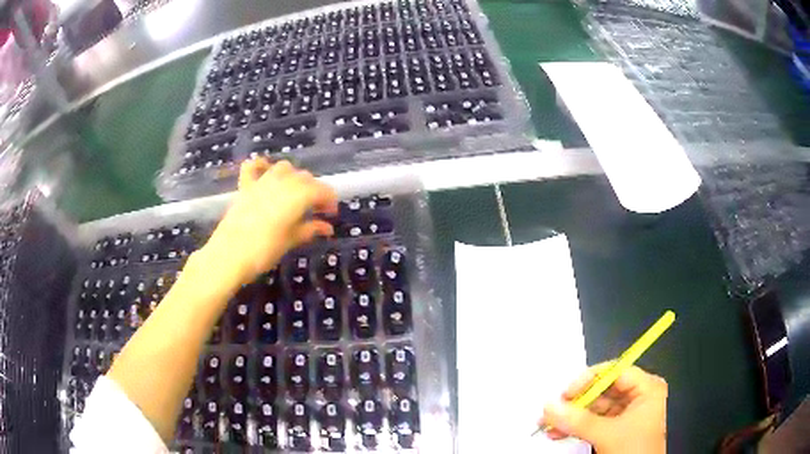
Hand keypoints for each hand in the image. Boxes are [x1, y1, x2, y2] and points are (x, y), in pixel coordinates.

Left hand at [201, 159, 337, 287]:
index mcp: (296, 197)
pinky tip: (267, 171)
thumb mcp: (289, 242)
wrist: (228, 256)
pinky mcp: (245, 187)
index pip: (321, 190)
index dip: (330, 200)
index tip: (331, 214)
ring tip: (295, 194)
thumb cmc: (262, 252)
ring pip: (284, 168)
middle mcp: (281, 184)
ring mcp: (261, 182)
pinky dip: (262, 165)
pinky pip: (253, 166)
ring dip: (294, 177)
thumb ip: (309, 230)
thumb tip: (327, 227)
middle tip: (316, 210)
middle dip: (314, 190)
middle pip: (305, 178)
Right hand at [540, 363, 667, 453]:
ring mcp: (628, 414)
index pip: (615, 372)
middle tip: (551, 411)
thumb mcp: (607, 434)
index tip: (565, 394)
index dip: (589, 380)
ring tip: (548, 426)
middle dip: (575, 404)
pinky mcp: (617, 429)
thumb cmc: (633, 449)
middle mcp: (638, 396)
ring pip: (595, 409)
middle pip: (603, 391)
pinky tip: (558, 433)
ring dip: (572, 418)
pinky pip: (594, 423)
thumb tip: (548, 406)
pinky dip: (577, 428)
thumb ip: (578, 420)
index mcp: (646, 388)